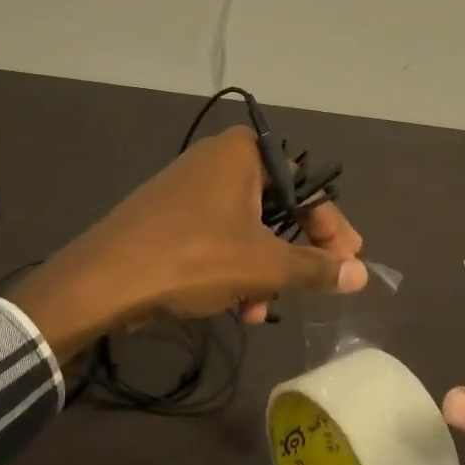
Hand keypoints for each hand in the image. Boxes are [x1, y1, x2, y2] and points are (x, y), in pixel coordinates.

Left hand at [13, 126, 366, 359]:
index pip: (307, 188)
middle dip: (293, 256)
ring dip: (263, 272)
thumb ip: (316, 268)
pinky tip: (235, 307)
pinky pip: (218, 236)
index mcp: (245, 153)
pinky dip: (233, 268)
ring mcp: (190, 185)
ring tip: (261, 312)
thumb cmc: (194, 258)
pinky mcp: (169, 213)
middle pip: (277, 209)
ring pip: (247, 229)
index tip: (349, 262)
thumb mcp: (263, 266)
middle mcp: (219, 159)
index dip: (332, 229)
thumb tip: (362, 274)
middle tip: (312, 288)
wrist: (102, 279)